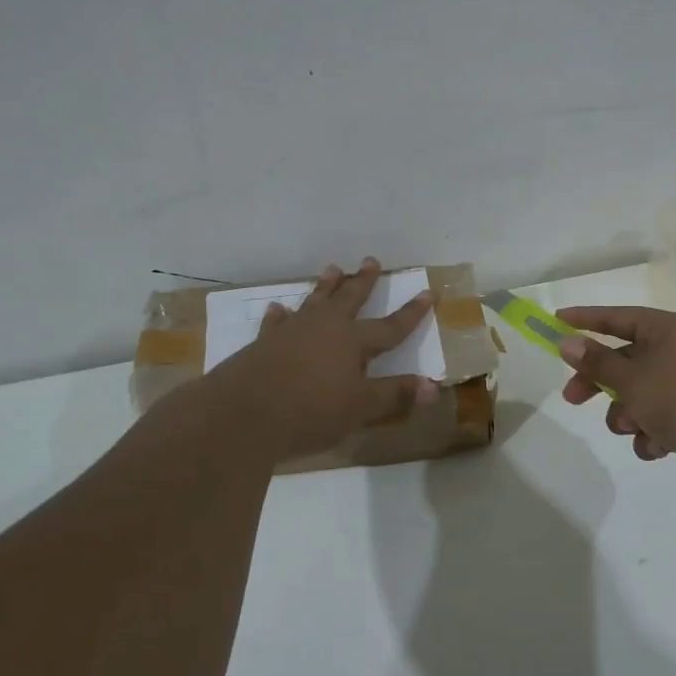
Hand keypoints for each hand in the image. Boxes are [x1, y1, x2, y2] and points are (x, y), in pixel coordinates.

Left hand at [208, 257, 438, 459]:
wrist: (242, 414)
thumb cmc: (310, 412)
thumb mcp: (360, 408)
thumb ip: (395, 395)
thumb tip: (434, 387)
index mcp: (353, 341)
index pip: (390, 326)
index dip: (411, 313)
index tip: (428, 292)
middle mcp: (324, 328)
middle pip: (349, 299)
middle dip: (364, 282)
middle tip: (371, 260)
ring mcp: (291, 332)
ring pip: (314, 301)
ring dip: (325, 286)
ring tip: (333, 268)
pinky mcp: (263, 344)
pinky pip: (276, 322)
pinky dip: (280, 315)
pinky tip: (278, 308)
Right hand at [556, 306, 675, 492]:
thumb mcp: (633, 380)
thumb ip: (598, 362)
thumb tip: (568, 342)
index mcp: (669, 330)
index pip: (618, 317)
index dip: (586, 319)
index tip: (556, 322)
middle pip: (626, 360)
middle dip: (600, 383)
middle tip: (572, 398)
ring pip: (641, 393)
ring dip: (628, 414)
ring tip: (634, 429)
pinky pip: (662, 417)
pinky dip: (653, 433)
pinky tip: (658, 448)